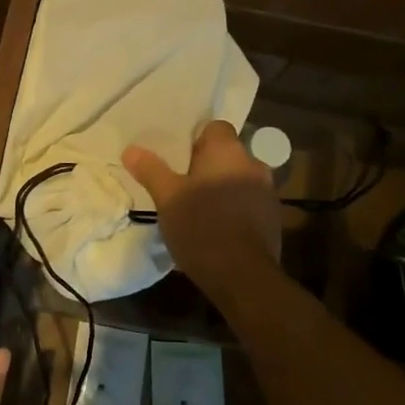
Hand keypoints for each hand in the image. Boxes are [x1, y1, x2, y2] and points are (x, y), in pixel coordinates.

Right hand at [124, 120, 281, 287]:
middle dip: (207, 166)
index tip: (179, 159)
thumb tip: (130, 149)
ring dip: (222, 188)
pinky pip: (249, 203)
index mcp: (228, 151)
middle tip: (182, 185)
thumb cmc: (201, 227)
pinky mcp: (273, 219)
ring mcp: (267, 192)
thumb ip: (151, 170)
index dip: (196, 139)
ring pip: (239, 179)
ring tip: (198, 209)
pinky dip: (234, 209)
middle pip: (227, 154)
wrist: (243, 276)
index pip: (216, 127)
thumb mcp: (167, 198)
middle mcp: (253, 164)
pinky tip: (217, 229)